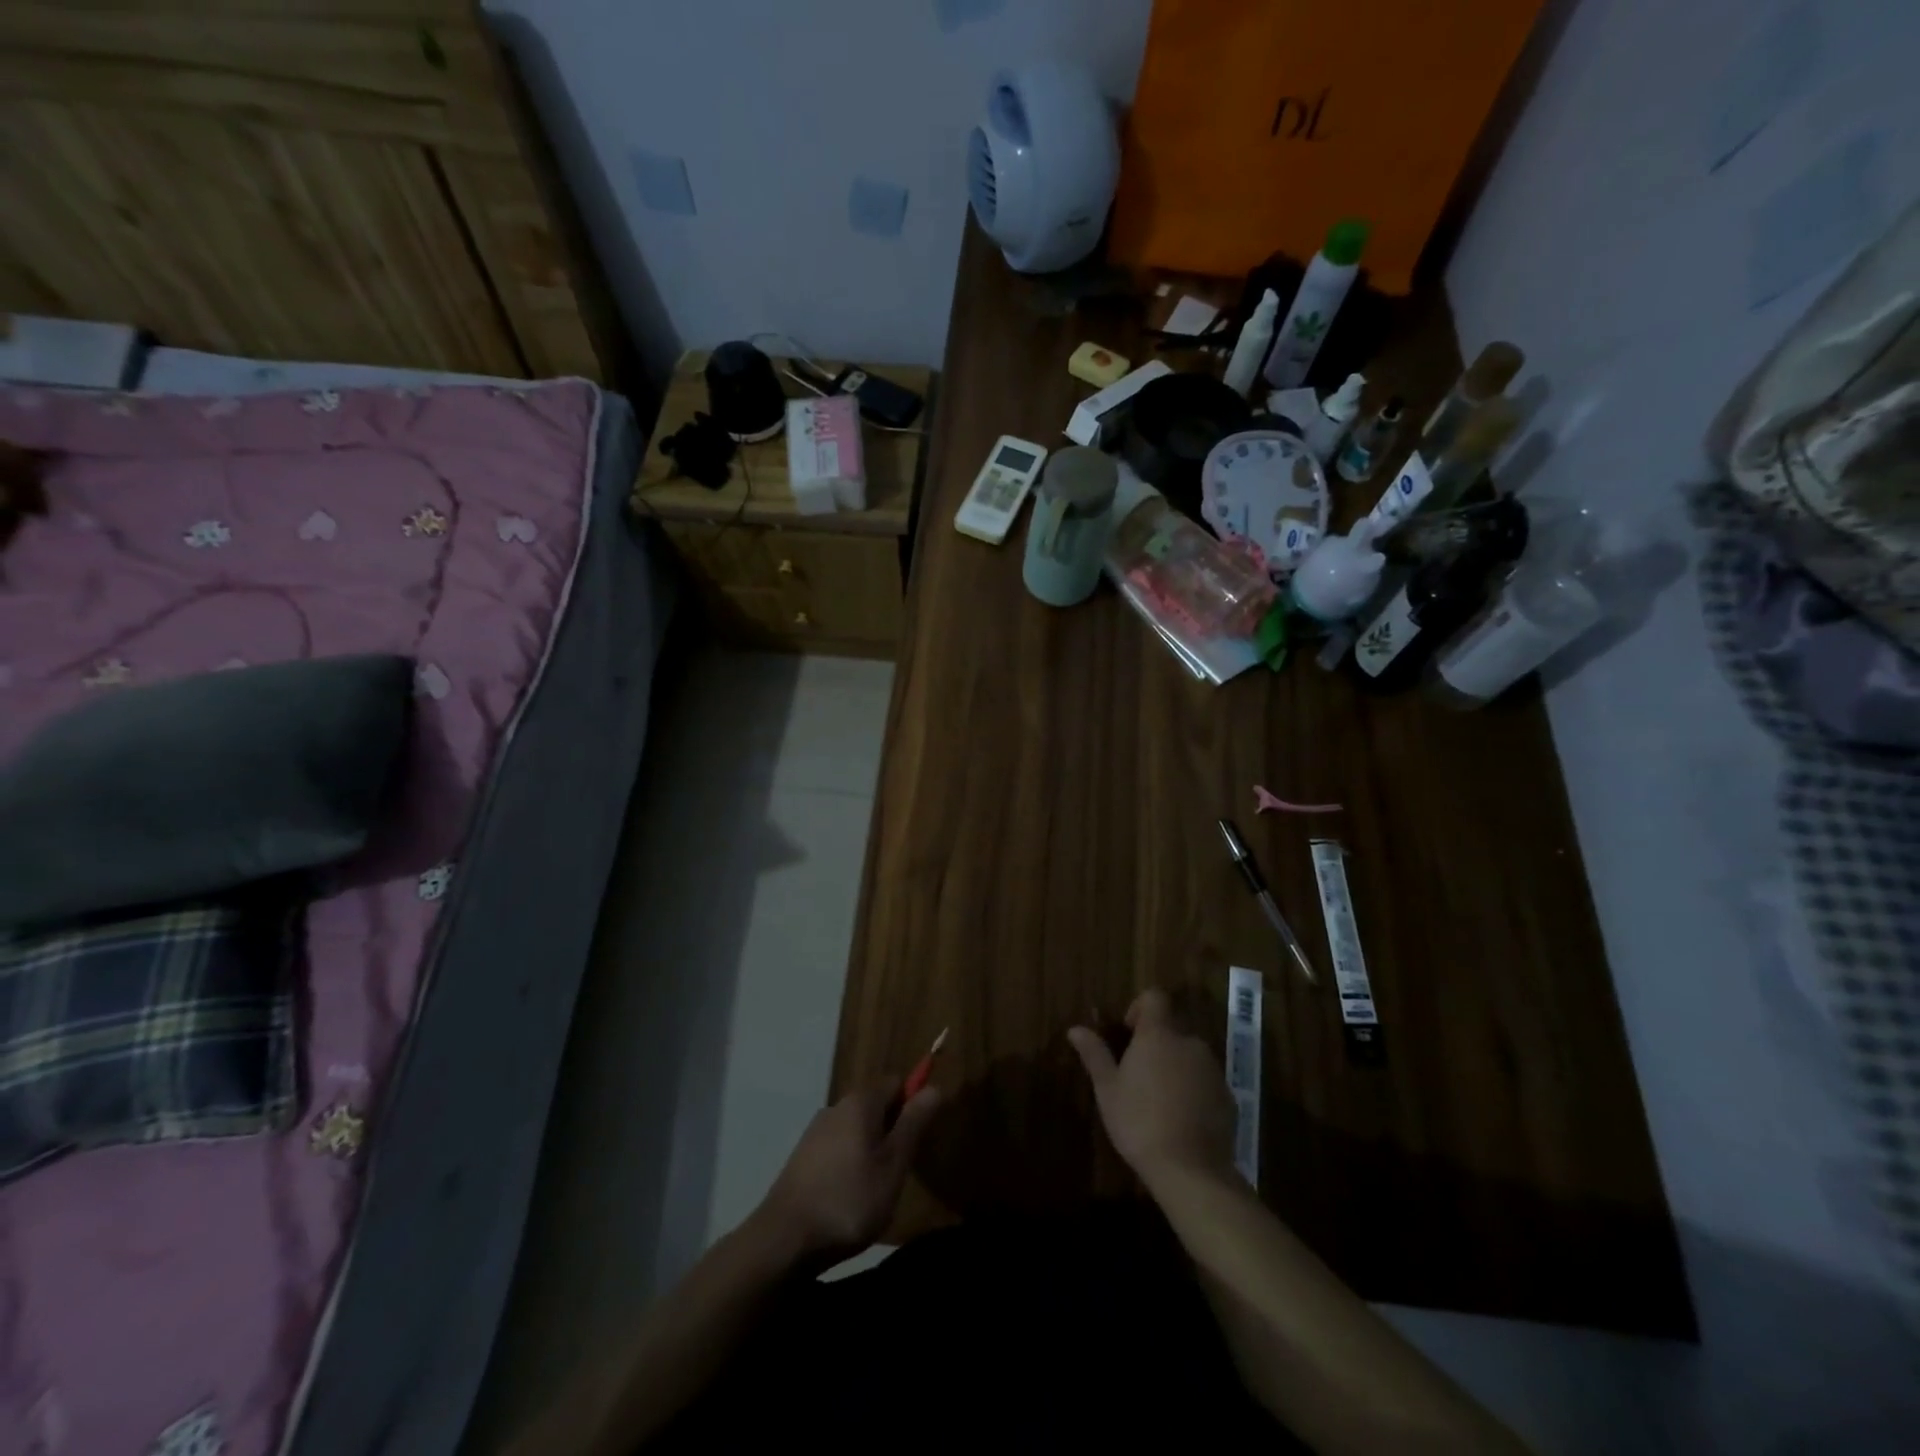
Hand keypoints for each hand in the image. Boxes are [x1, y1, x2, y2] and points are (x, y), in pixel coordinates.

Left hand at [752, 1081, 940, 1270]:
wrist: (784, 1239)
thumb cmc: (849, 1200)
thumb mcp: (893, 1164)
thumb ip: (914, 1123)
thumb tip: (934, 1087)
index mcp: (860, 1102)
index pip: (897, 1082)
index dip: (913, 1104)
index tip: (918, 1139)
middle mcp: (836, 1106)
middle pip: (875, 1106)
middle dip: (892, 1131)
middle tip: (899, 1171)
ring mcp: (815, 1132)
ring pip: (856, 1129)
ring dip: (870, 1150)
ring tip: (875, 1190)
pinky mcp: (802, 1157)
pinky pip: (837, 1148)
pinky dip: (849, 1164)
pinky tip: (848, 1198)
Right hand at [1067, 989, 1236, 1187]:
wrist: (1191, 1171)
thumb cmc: (1139, 1122)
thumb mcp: (1107, 1089)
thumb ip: (1094, 1054)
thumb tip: (1075, 1029)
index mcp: (1159, 1035)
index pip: (1154, 997)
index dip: (1139, 1008)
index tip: (1127, 1035)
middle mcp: (1189, 1043)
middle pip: (1171, 1028)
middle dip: (1155, 1043)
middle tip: (1137, 1075)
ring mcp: (1212, 1070)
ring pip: (1189, 1055)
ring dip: (1174, 1066)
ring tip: (1158, 1100)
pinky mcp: (1228, 1096)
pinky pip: (1205, 1081)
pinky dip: (1193, 1089)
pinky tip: (1180, 1119)